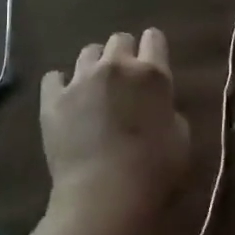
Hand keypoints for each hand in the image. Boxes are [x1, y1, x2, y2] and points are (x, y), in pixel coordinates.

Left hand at [41, 29, 190, 223]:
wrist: (104, 195)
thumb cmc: (153, 172)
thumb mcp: (181, 140)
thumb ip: (170, 112)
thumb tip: (158, 107)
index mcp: (152, 74)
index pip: (154, 39)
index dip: (153, 47)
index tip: (151, 59)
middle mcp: (116, 66)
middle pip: (119, 40)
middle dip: (123, 54)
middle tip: (124, 79)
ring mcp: (81, 79)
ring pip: (88, 52)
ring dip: (95, 66)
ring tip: (94, 88)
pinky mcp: (53, 98)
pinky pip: (53, 77)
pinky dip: (60, 85)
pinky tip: (65, 99)